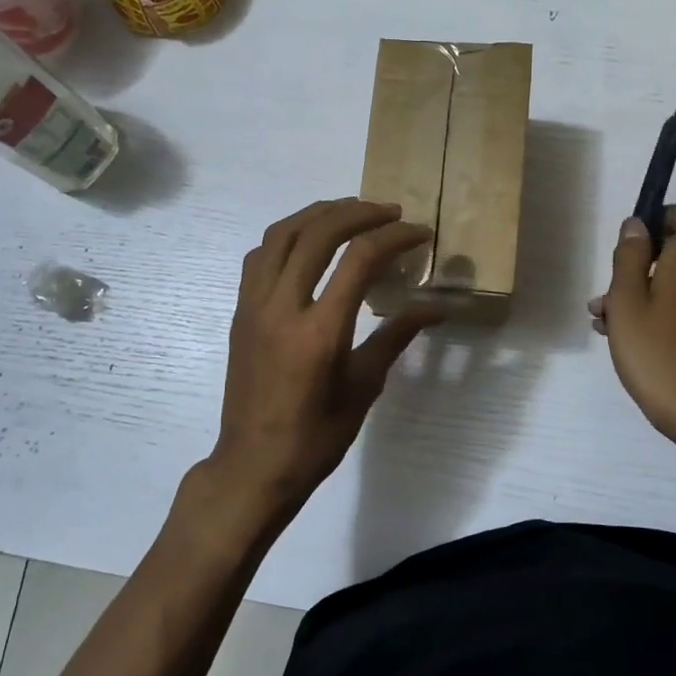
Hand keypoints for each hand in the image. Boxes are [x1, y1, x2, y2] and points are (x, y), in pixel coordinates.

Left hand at [176, 199, 443, 550]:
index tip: (419, 232)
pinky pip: (261, 256)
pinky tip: (309, 241)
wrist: (253, 464)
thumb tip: (435, 308)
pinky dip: (288, 235)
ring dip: (319, 214)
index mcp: (319, 331)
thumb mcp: (363, 388)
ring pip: (281, 234)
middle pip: (317, 233)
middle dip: (358, 213)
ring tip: (351, 211)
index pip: (359, 260)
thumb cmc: (316, 436)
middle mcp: (282, 307)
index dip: (394, 237)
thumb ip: (396, 337)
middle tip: (389, 212)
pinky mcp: (240, 311)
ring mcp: (254, 305)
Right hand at [588, 206, 675, 448]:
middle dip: (638, 262)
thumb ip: (630, 257)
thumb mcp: (627, 299)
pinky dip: (654, 309)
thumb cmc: (655, 349)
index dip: (661, 218)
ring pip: (674, 280)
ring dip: (639, 290)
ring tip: (603, 318)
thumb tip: (636, 224)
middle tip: (607, 290)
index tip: (631, 242)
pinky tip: (622, 334)